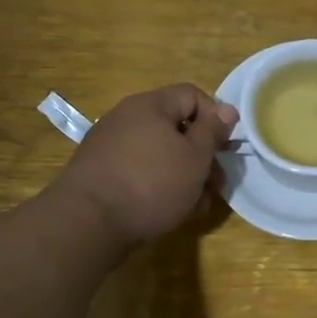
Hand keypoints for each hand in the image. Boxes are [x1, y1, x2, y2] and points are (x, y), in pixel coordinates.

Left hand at [57, 84, 238, 246]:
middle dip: (202, 155)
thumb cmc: (151, 183)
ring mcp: (110, 146)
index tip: (226, 147)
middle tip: (216, 184)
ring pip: (161, 154)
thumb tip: (227, 109)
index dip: (216, 117)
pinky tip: (171, 211)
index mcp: (150, 105)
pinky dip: (160, 186)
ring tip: (197, 205)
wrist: (88, 222)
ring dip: (185, 175)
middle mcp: (127, 118)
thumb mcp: (195, 157)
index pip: (192, 95)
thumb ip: (213, 131)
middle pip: (176, 127)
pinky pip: (141, 171)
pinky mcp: (101, 173)